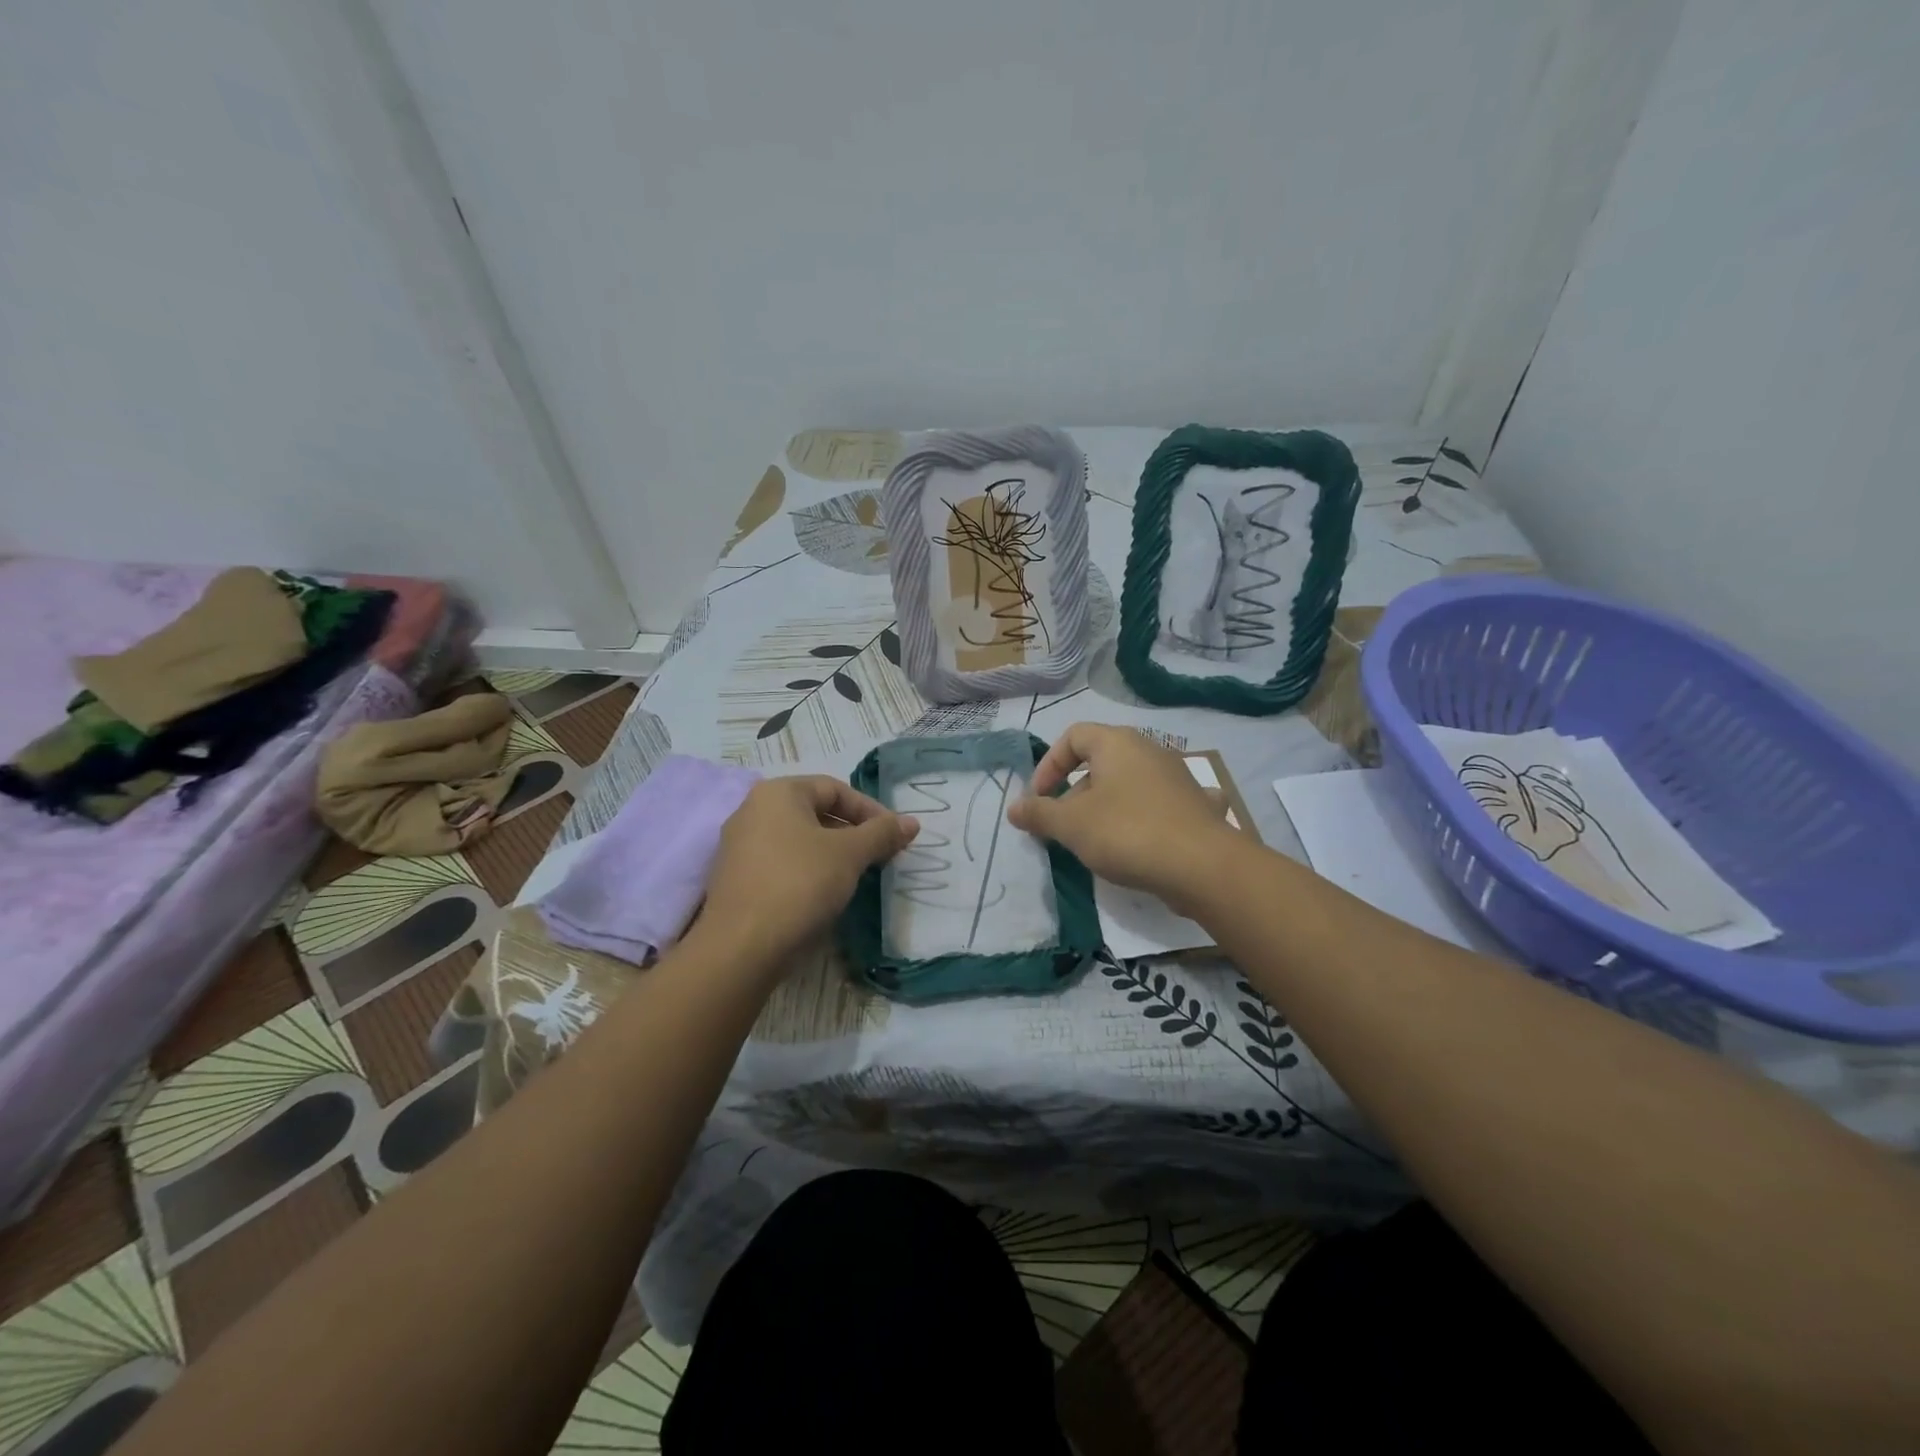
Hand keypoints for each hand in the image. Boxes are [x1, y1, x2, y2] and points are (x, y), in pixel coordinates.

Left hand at [702, 775, 918, 963]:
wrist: (740, 948)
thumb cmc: (799, 884)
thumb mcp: (850, 854)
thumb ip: (882, 833)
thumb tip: (911, 822)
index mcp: (777, 793)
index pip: (835, 788)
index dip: (871, 810)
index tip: (895, 837)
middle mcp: (752, 811)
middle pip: (815, 812)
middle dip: (853, 833)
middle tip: (881, 856)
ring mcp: (739, 846)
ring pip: (799, 840)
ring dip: (833, 854)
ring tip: (858, 876)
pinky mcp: (736, 879)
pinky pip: (782, 864)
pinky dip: (809, 871)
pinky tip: (825, 895)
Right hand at [1008, 723, 1237, 912]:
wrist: (1203, 867)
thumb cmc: (1128, 833)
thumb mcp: (1071, 825)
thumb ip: (1039, 813)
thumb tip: (1014, 808)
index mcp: (1117, 743)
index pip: (1073, 736)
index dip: (1049, 765)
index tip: (1039, 800)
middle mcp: (1149, 750)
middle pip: (1100, 762)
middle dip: (1073, 793)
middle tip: (1062, 828)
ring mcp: (1177, 777)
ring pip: (1128, 784)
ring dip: (1105, 807)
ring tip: (1096, 842)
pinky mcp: (1195, 806)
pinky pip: (1159, 805)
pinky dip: (1144, 817)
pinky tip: (1144, 840)